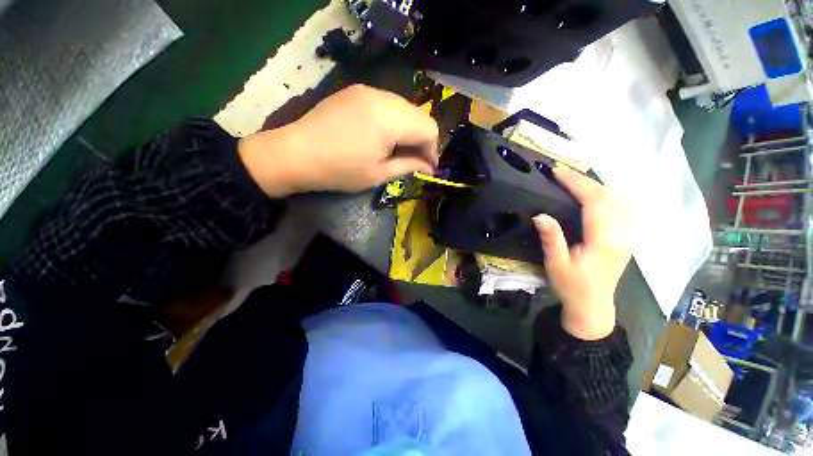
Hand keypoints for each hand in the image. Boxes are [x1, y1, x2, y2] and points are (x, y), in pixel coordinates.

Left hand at [238, 84, 438, 196]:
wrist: (295, 154)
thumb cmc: (340, 171)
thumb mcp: (379, 174)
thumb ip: (409, 166)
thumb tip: (430, 167)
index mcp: (390, 119)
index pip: (429, 128)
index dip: (433, 149)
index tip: (429, 167)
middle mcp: (382, 96)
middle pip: (419, 115)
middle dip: (423, 139)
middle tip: (417, 160)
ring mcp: (368, 90)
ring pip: (405, 107)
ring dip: (410, 129)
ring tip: (402, 149)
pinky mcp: (357, 91)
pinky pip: (388, 103)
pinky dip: (395, 120)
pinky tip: (386, 136)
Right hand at [533, 165, 631, 339]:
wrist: (593, 306)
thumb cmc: (572, 286)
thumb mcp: (556, 264)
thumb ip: (551, 238)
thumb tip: (540, 214)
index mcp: (603, 240)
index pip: (594, 202)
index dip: (576, 183)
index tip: (557, 172)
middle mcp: (621, 234)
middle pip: (610, 197)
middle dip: (586, 180)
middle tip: (562, 173)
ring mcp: (627, 236)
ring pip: (620, 200)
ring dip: (598, 186)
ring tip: (575, 181)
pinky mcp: (625, 238)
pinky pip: (622, 208)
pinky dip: (607, 195)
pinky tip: (595, 195)